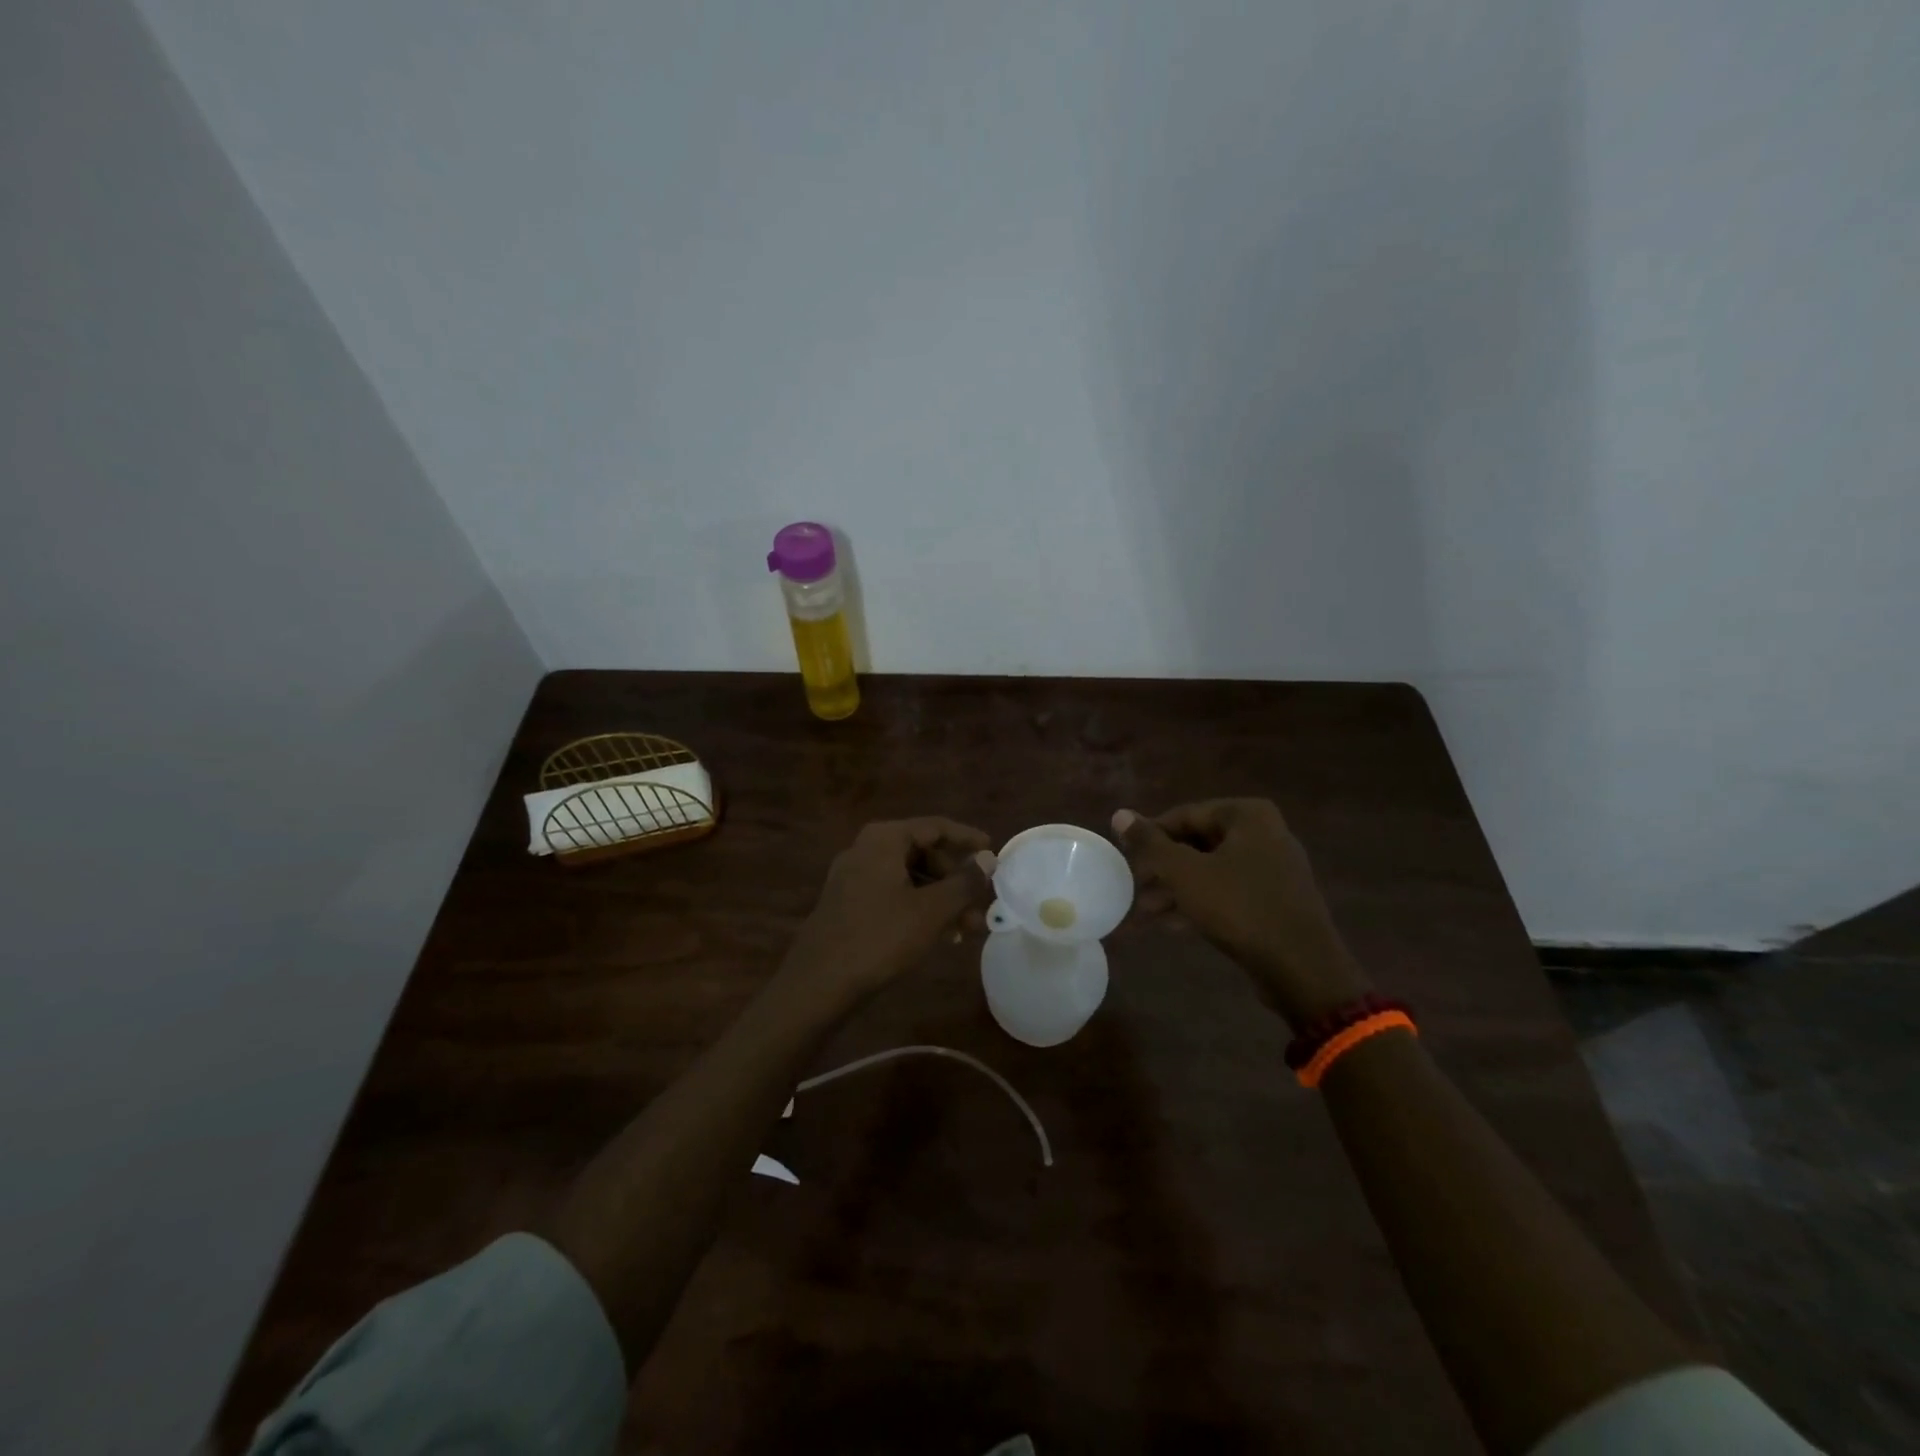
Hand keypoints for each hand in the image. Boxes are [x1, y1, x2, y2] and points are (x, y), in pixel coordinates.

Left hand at [783, 818, 996, 1006]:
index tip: (993, 851)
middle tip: (980, 906)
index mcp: (884, 839)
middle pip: (922, 852)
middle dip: (955, 880)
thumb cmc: (880, 938)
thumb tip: (988, 860)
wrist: (818, 984)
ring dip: (940, 899)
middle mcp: (865, 849)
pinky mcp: (847, 904)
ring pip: (909, 878)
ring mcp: (852, 877)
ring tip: (965, 931)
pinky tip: (937, 935)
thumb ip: (964, 882)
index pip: (935, 827)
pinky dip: (918, 908)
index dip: (967, 838)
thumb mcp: (932, 910)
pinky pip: (892, 895)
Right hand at [1112, 799, 1369, 1026]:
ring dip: (1178, 888)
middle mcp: (1266, 833)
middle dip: (1164, 867)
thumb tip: (1119, 814)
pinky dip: (1202, 902)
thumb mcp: (1184, 873)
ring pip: (1212, 869)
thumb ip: (1150, 843)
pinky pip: (1230, 891)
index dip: (1151, 836)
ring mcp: (1275, 868)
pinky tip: (1174, 925)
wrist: (1302, 968)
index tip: (1127, 858)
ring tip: (1147, 911)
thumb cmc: (1239, 908)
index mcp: (1248, 815)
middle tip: (1135, 887)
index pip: (1185, 815)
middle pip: (1198, 842)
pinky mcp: (1277, 900)